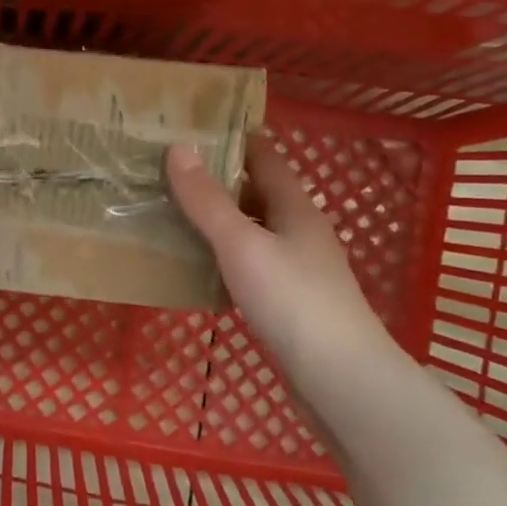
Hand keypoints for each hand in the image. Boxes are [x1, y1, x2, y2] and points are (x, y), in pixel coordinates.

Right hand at [166, 134, 399, 391]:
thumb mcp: (242, 243)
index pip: (265, 158)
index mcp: (295, 208)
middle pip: (257, 194)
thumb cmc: (292, 300)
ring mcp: (296, 269)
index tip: (192, 126)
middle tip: (167, 169)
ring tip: (171, 211)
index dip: (234, 139)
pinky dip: (222, 256)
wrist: (339, 379)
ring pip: (251, 231)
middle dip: (217, 179)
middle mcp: (299, 232)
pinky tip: (196, 265)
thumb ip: (208, 200)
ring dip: (217, 220)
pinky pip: (248, 265)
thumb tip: (179, 147)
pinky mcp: (287, 302)